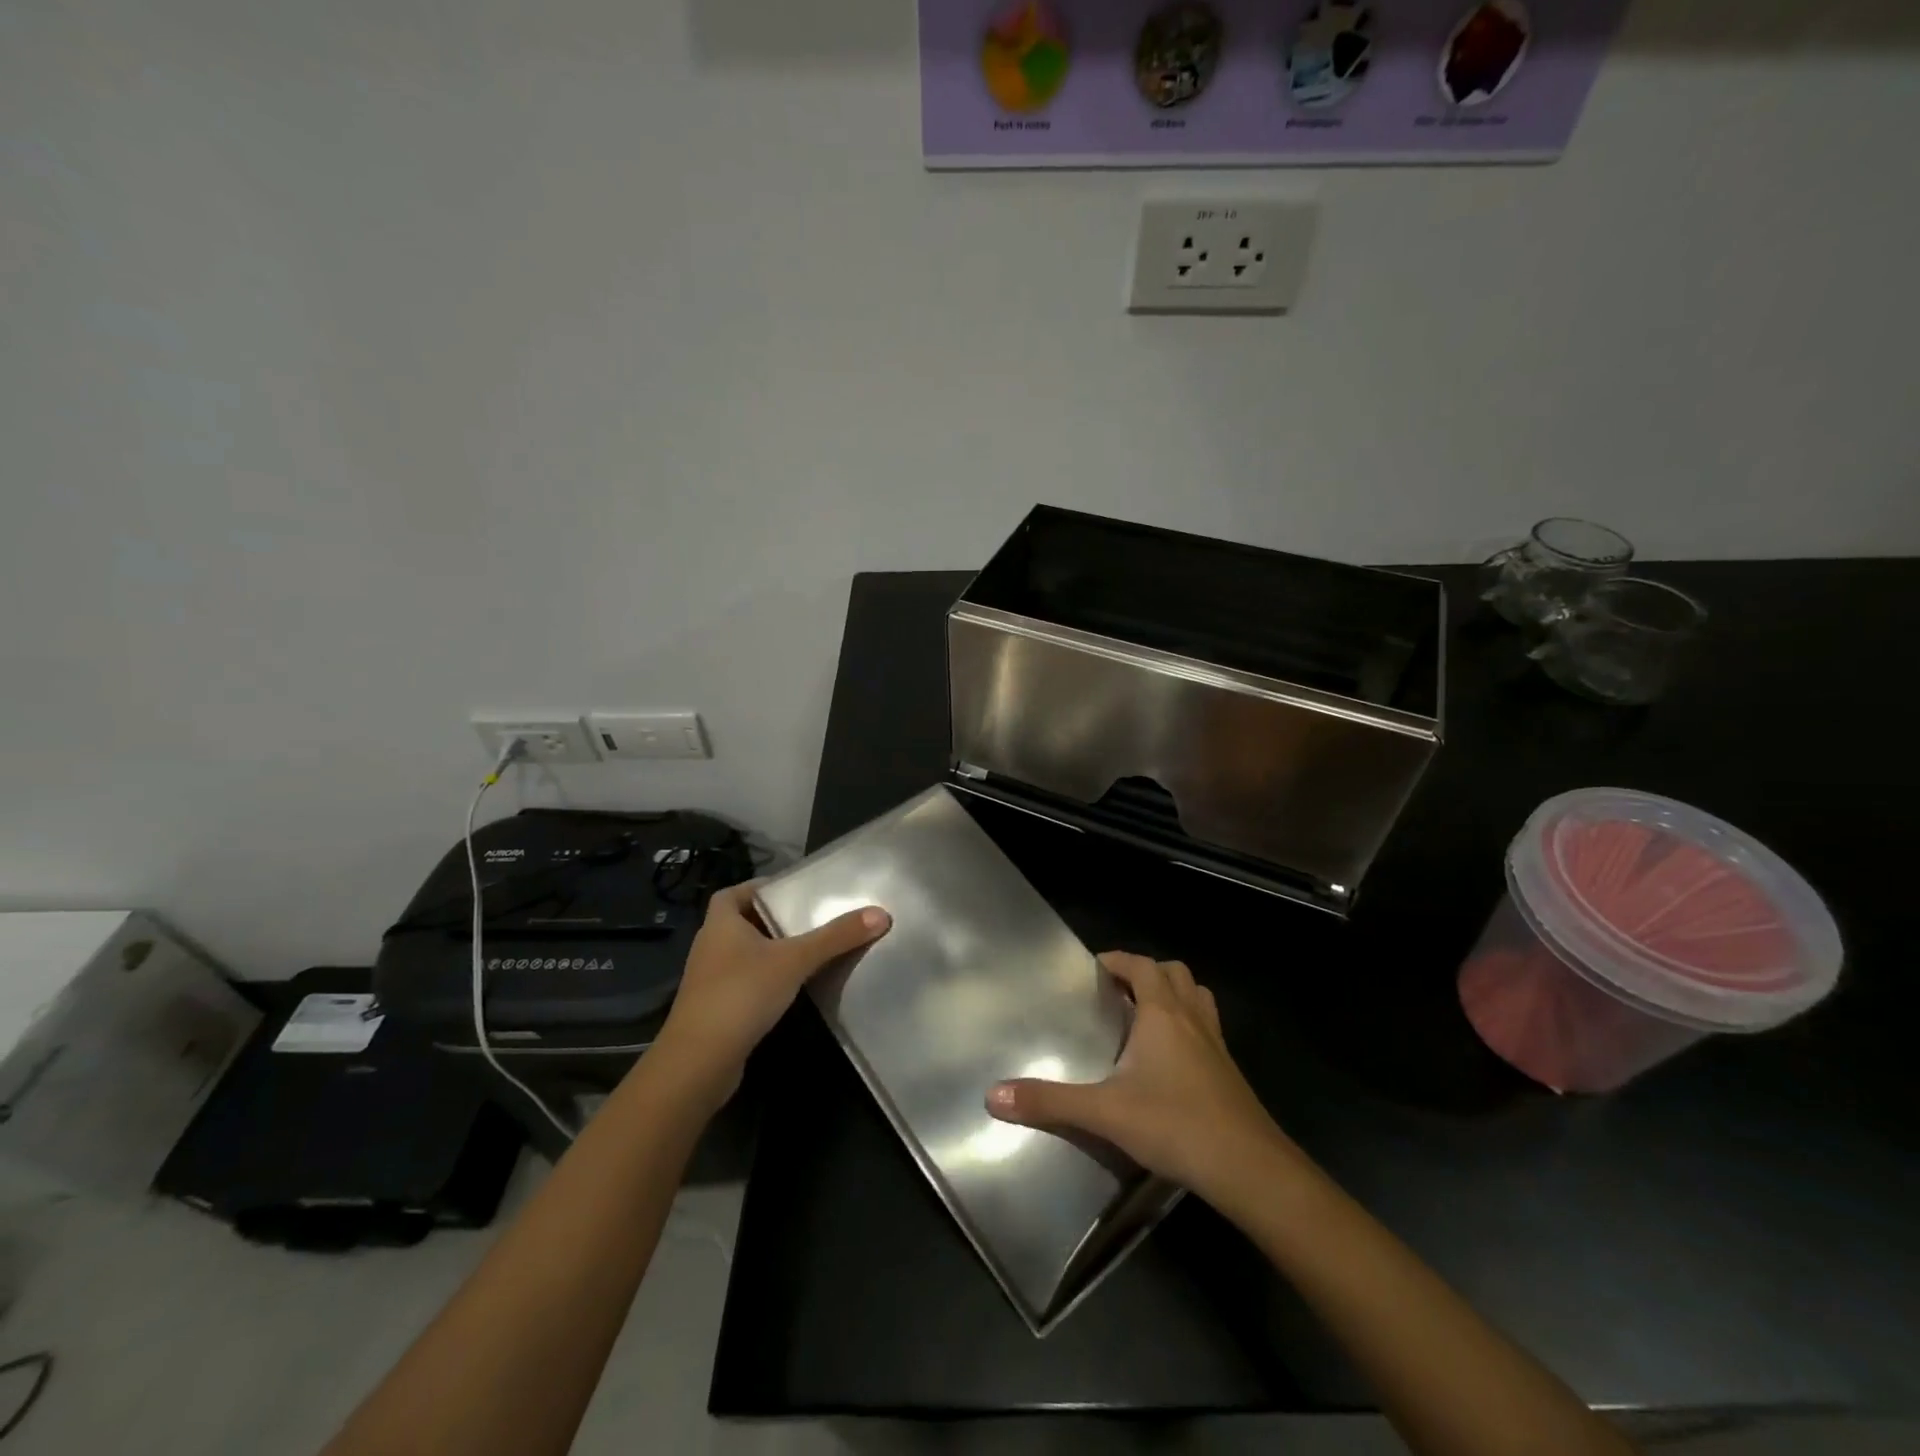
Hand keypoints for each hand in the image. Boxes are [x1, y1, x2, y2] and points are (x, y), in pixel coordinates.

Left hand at [653, 880, 888, 1098]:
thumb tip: (882, 913)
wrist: (699, 1063)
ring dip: (770, 952)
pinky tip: (791, 989)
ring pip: (743, 955)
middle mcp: (710, 946)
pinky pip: (744, 983)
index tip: (791, 892)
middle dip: (772, 920)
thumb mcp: (795, 960)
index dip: (758, 888)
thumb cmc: (742, 995)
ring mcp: (709, 981)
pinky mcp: (715, 1010)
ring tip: (809, 951)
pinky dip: (765, 981)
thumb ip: (836, 937)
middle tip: (810, 919)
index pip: (733, 893)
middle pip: (742, 923)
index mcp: (720, 923)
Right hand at [985, 952, 1288, 1200]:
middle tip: (1117, 992)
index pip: (1141, 966)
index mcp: (1162, 1014)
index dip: (1118, 960)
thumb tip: (993, 1096)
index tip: (1094, 968)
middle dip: (1146, 973)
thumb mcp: (1105, 1113)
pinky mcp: (1229, 1071)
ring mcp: (1216, 1044)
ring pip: (1197, 997)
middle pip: (1174, 973)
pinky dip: (1188, 1026)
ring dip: (1173, 995)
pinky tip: (1170, 1060)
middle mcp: (1192, 1018)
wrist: (1250, 1169)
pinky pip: (1207, 1028)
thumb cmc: (1176, 1124)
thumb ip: (1050, 1102)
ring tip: (1145, 1016)